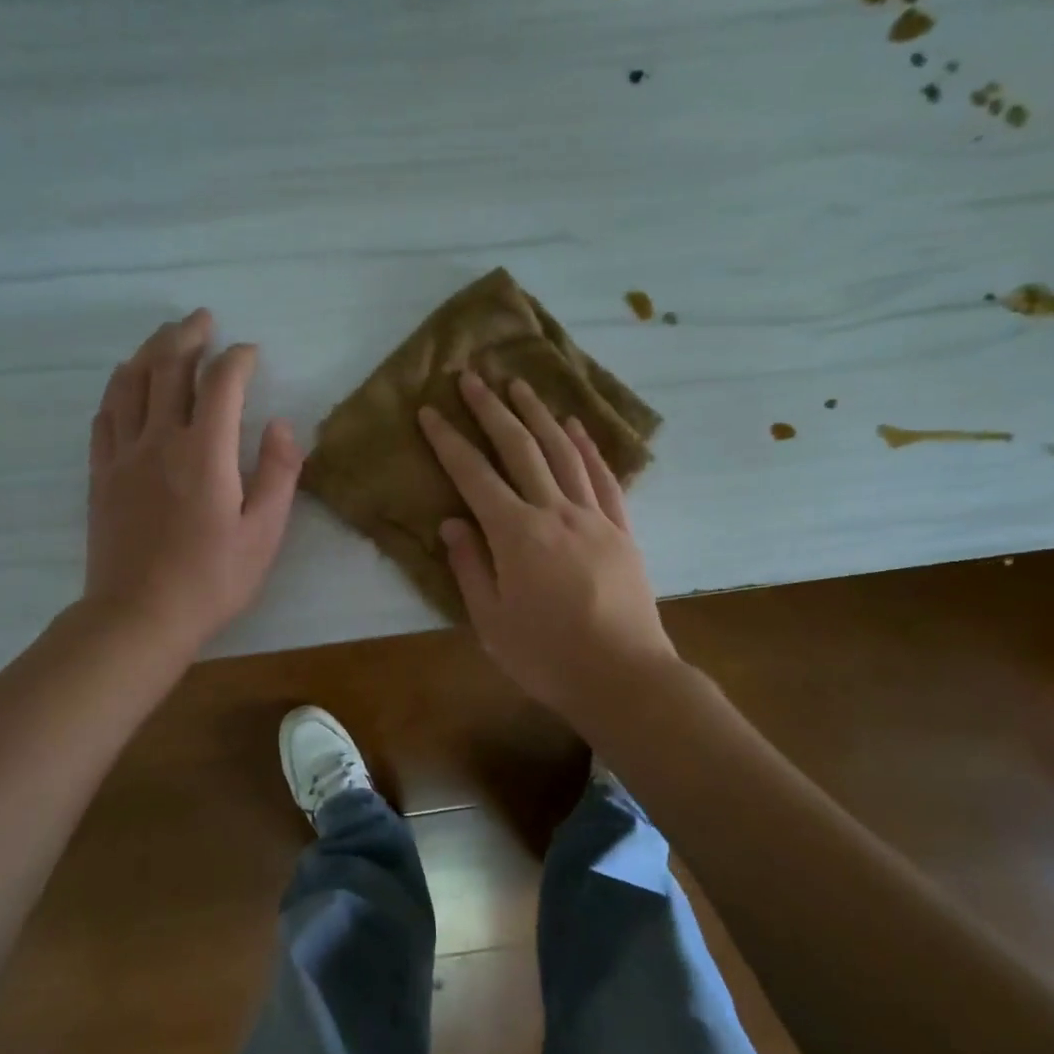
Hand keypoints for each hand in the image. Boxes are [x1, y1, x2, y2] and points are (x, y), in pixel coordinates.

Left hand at [84, 310, 302, 650]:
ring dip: (149, 351)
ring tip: (166, 337)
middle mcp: (158, 440)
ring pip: (130, 383)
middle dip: (188, 336)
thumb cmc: (211, 580)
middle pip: (167, 368)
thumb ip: (277, 473)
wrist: (138, 617)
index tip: (251, 353)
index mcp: (204, 453)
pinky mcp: (101, 474)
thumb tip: (280, 424)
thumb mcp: (264, 534)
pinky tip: (128, 383)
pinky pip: (105, 415)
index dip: (238, 359)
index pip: (220, 383)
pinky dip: (119, 388)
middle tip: (203, 319)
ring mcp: (123, 455)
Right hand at [418, 371, 677, 726]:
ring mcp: (593, 517)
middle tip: (472, 377)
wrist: (623, 676)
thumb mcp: (491, 622)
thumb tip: (452, 523)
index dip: (448, 441)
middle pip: (520, 448)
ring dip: (539, 415)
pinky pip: (603, 477)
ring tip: (520, 385)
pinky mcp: (622, 529)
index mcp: (516, 534)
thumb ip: (470, 567)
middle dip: (492, 410)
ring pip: (563, 452)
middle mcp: (555, 512)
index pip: (474, 475)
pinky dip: (588, 447)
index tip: (430, 411)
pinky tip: (575, 426)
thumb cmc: (547, 656)